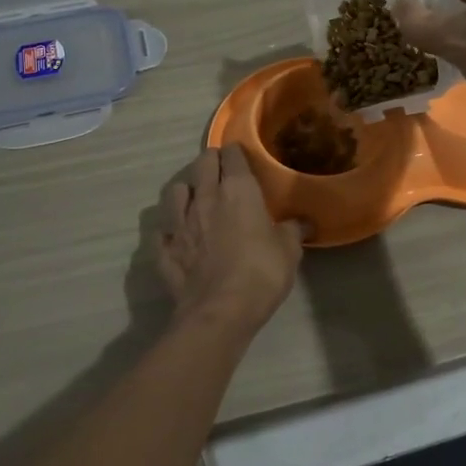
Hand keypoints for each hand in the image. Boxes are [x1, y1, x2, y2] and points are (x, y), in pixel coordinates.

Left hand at [156, 145, 305, 332]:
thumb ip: (293, 230)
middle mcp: (204, 198)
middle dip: (211, 163)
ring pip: (175, 192)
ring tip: (195, 200)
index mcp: (237, 190)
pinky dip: (169, 233)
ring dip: (185, 192)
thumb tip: (303, 222)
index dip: (237, 153)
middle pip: (202, 164)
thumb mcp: (289, 250)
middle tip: (223, 173)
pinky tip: (176, 239)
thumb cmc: (261, 272)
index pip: (232, 155)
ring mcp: (179, 223)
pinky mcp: (165, 251)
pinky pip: (162, 233)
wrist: (220, 311)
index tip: (244, 159)